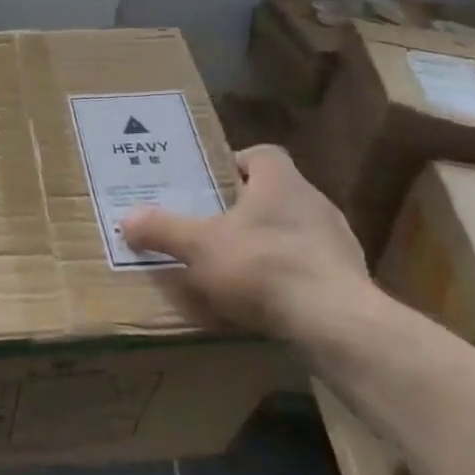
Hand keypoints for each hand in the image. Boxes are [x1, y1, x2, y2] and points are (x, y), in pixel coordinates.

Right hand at [119, 145, 372, 344]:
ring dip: (267, 242)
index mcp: (281, 182)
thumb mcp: (199, 247)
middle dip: (244, 207)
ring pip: (293, 229)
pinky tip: (265, 298)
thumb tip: (127, 218)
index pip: (261, 154)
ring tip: (235, 265)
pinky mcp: (347, 276)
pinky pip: (308, 264)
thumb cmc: (262, 266)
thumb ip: (163, 229)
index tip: (211, 183)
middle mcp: (313, 201)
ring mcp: (337, 240)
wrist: (334, 321)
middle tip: (211, 225)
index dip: (235, 163)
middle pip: (275, 192)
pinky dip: (286, 274)